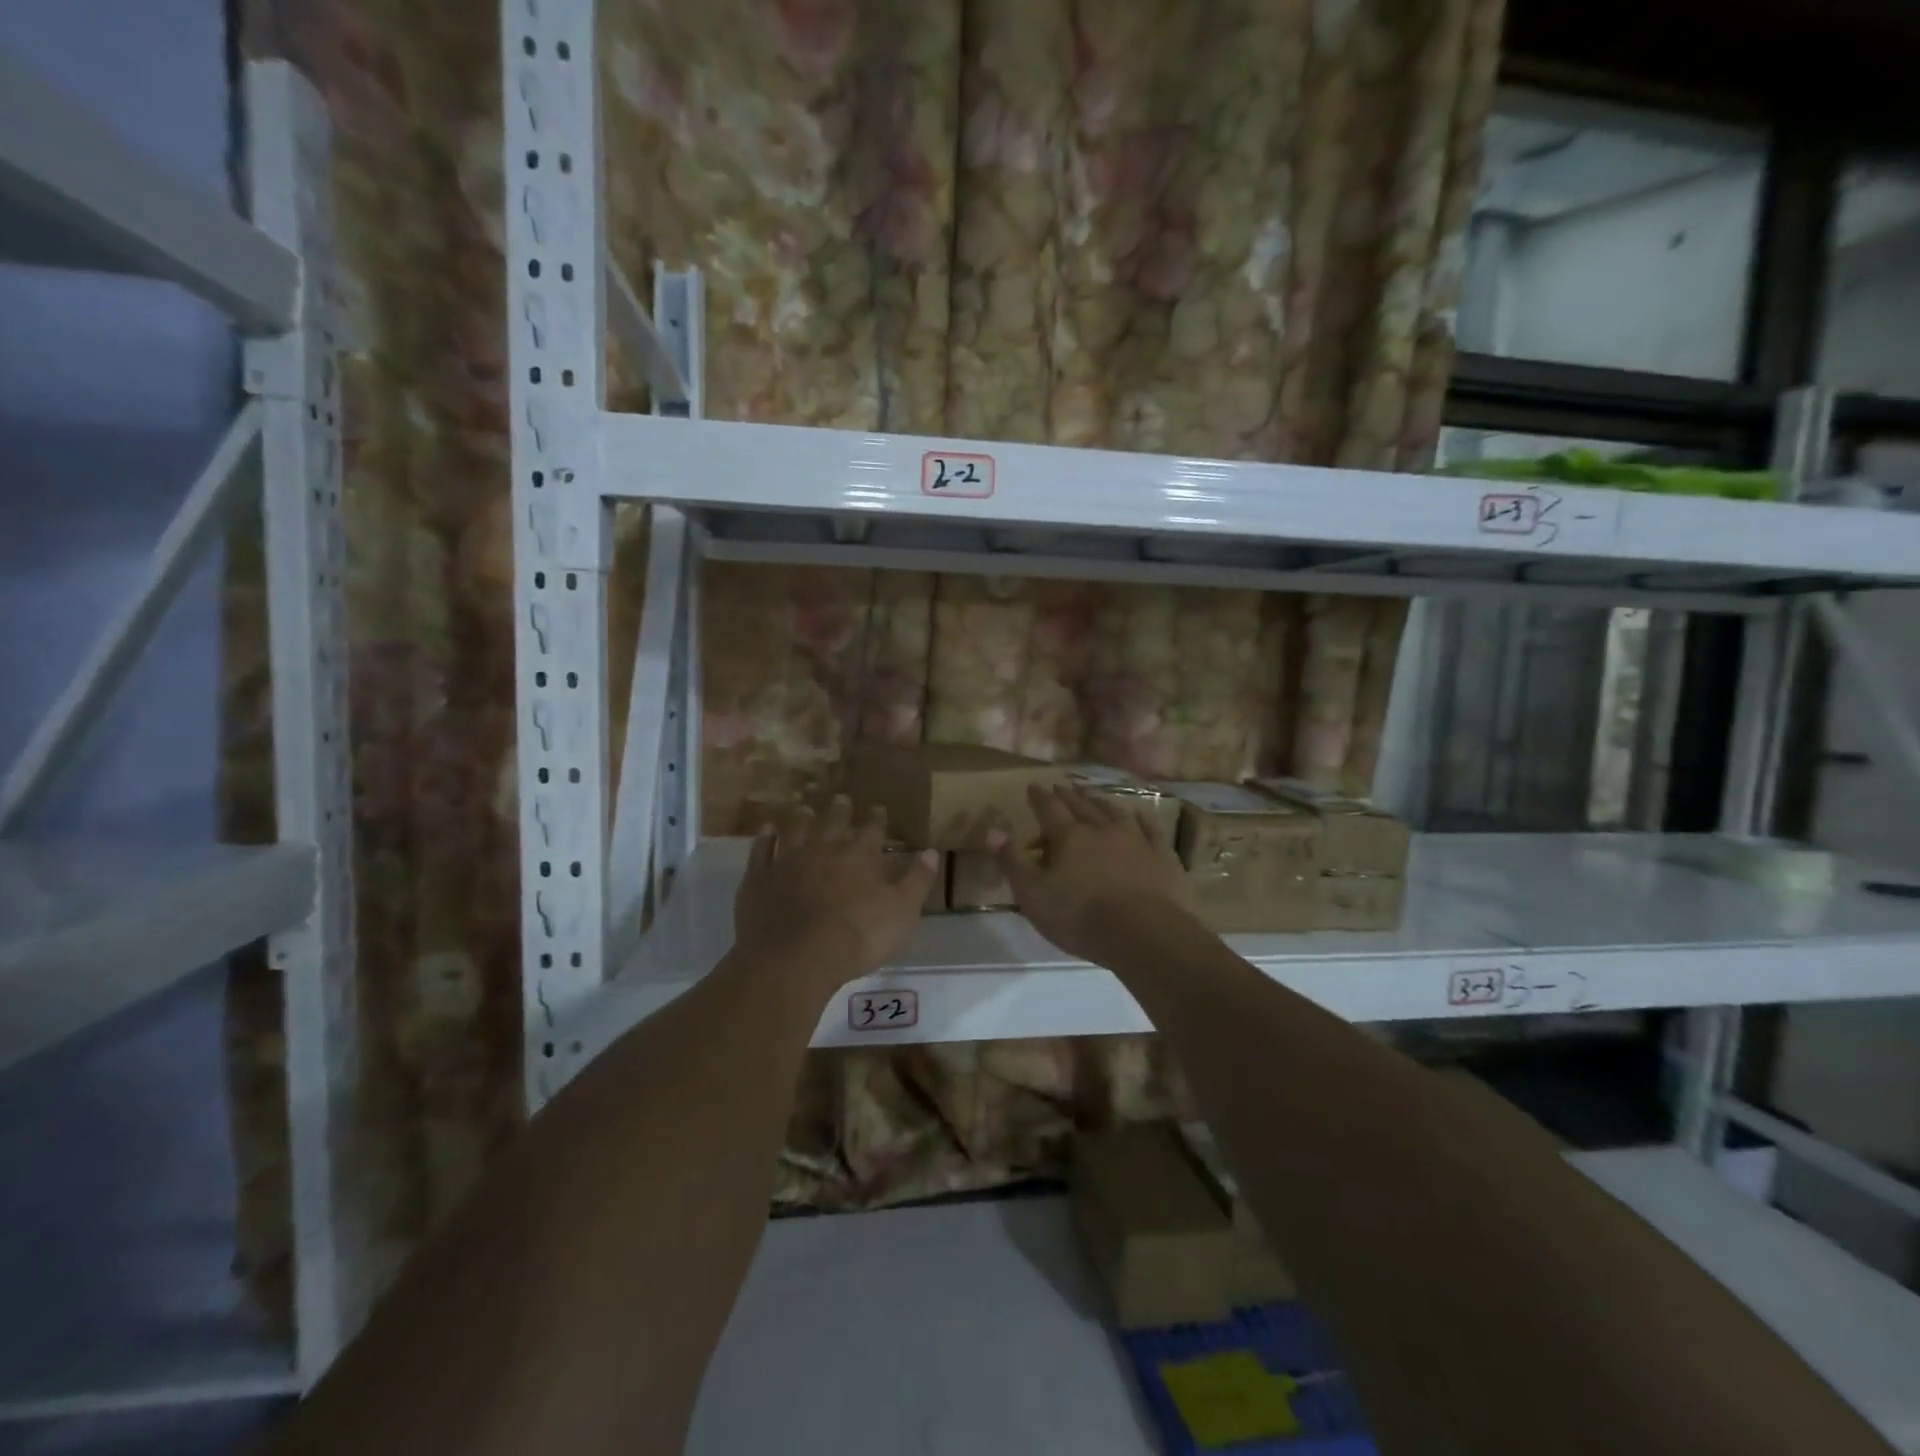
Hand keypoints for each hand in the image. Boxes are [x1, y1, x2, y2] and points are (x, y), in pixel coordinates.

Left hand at [733, 796, 939, 993]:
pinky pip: (761, 850)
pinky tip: (766, 829)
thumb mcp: (903, 913)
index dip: (877, 820)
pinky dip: (765, 838)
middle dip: (840, 811)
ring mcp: (788, 861)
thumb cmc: (858, 937)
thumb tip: (932, 851)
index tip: (879, 809)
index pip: (872, 830)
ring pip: (796, 830)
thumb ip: (917, 881)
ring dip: (802, 818)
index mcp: (860, 856)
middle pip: (833, 822)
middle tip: (842, 799)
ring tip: (805, 809)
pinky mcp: (760, 878)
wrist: (797, 957)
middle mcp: (824, 849)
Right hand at [991, 784, 1200, 964]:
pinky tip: (1141, 814)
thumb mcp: (1034, 895)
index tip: (1033, 786)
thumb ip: (1013, 862)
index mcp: (1069, 837)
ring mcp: (1136, 840)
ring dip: (1101, 801)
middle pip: (1082, 805)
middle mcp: (1102, 829)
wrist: (1146, 934)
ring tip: (1093, 794)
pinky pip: (1152, 830)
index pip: (1049, 809)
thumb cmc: (1081, 918)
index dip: (1039, 797)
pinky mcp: (1163, 856)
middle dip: (1068, 795)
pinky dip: (1144, 819)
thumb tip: (993, 831)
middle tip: (1061, 785)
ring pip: (1115, 812)